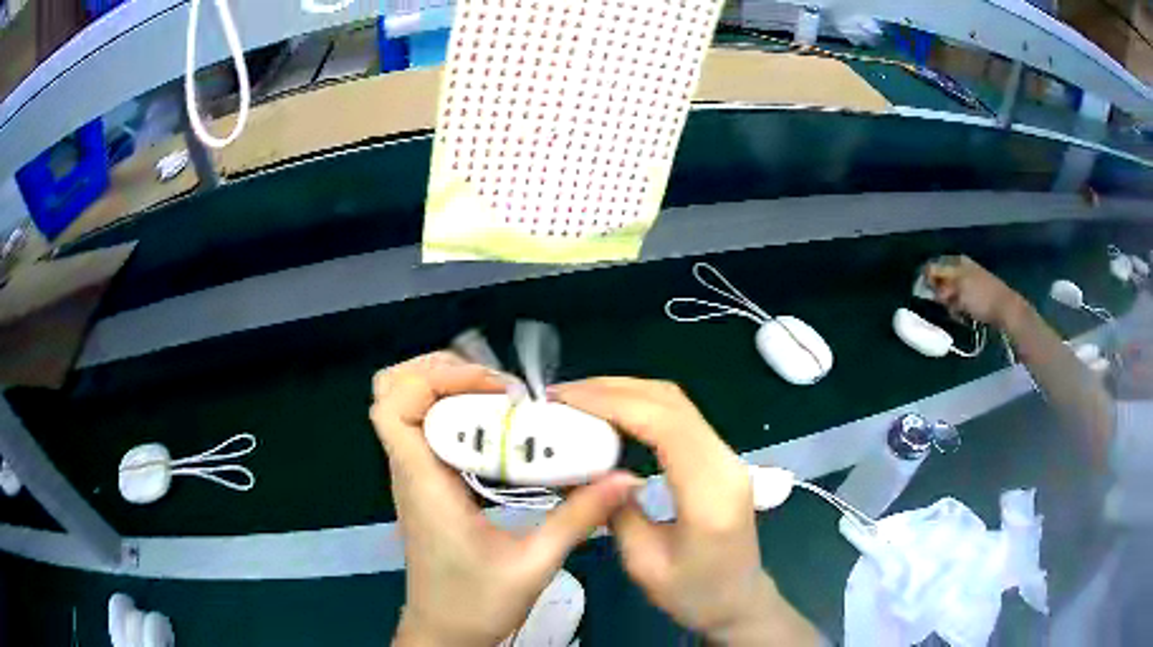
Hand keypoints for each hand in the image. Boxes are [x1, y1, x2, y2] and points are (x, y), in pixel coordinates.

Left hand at [371, 352, 640, 646]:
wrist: (444, 632)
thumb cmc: (476, 604)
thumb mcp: (534, 565)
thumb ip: (578, 519)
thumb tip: (623, 478)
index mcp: (424, 484)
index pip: (396, 407)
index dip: (438, 380)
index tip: (496, 391)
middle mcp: (409, 470)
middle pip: (390, 390)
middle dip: (439, 371)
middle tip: (495, 386)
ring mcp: (412, 475)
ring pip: (403, 405)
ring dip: (443, 386)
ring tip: (496, 397)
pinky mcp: (423, 484)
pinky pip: (422, 427)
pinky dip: (451, 411)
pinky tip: (495, 430)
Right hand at [551, 378, 818, 645]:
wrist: (739, 600)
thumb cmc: (693, 593)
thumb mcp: (643, 563)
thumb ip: (615, 511)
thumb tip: (584, 470)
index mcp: (710, 492)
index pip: (665, 425)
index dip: (613, 403)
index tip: (566, 400)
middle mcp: (725, 462)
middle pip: (671, 402)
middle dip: (613, 389)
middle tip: (562, 395)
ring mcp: (727, 456)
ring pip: (677, 403)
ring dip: (626, 392)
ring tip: (579, 400)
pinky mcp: (719, 458)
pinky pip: (680, 417)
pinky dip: (642, 406)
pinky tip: (612, 414)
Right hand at [924, 255, 1026, 328]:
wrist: (1005, 309)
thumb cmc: (981, 296)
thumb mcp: (959, 287)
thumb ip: (941, 282)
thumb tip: (925, 280)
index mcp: (957, 261)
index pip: (933, 266)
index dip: (927, 279)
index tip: (924, 294)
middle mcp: (961, 268)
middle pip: (941, 280)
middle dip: (939, 293)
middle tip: (943, 305)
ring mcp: (969, 281)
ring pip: (949, 292)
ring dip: (949, 303)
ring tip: (955, 312)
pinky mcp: (974, 295)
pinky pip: (959, 300)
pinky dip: (957, 307)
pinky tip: (962, 314)